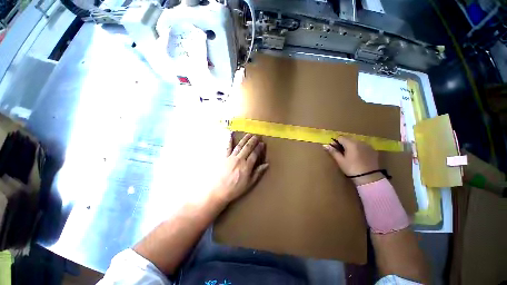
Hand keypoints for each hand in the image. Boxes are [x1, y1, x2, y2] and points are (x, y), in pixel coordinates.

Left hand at [213, 133, 268, 203]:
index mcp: (247, 166)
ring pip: (240, 145)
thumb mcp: (249, 183)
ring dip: (245, 139)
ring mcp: (231, 157)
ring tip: (249, 134)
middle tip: (257, 136)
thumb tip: (266, 164)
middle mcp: (240, 159)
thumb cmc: (235, 188)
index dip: (259, 148)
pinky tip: (230, 135)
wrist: (218, 190)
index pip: (255, 154)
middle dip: (253, 141)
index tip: (262, 143)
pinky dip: (229, 141)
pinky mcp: (224, 157)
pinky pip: (228, 147)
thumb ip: (258, 172)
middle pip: (248, 147)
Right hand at [323, 137, 383, 185]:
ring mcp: (368, 145)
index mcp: (351, 144)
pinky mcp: (373, 150)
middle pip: (348, 138)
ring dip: (351, 145)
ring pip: (356, 141)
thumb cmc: (352, 169)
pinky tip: (358, 156)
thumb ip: (333, 152)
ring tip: (350, 155)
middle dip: (343, 143)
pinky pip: (363, 146)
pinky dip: (359, 148)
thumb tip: (325, 145)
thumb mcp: (340, 161)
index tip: (334, 149)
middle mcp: (360, 142)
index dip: (336, 142)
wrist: (369, 178)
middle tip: (341, 152)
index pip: (340, 138)